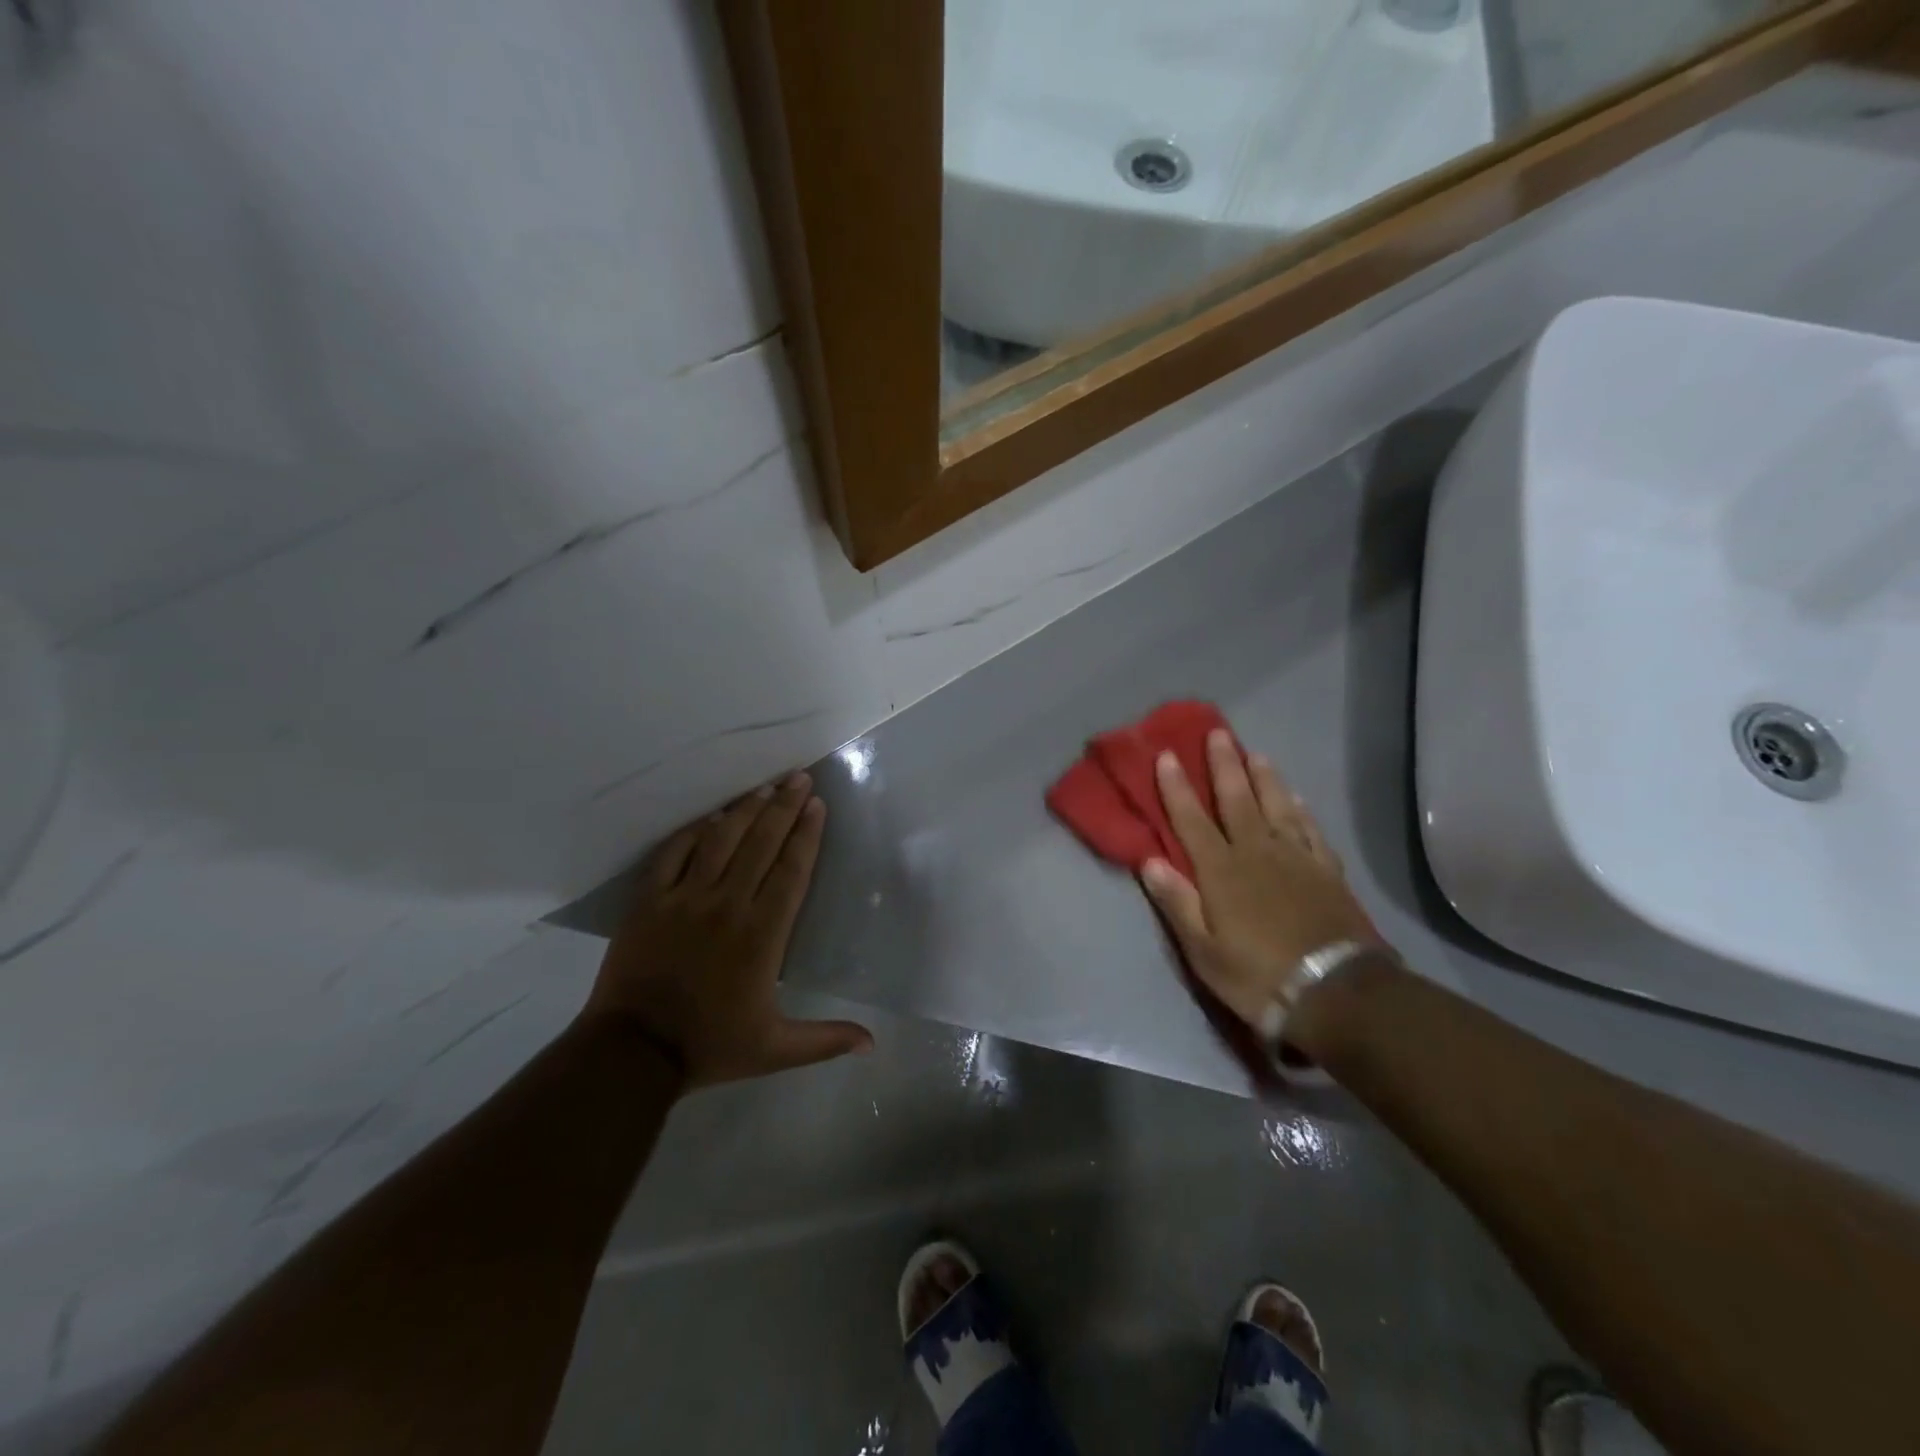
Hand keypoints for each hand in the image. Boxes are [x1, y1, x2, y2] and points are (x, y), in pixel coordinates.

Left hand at [581, 771, 871, 1087]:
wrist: (632, 1053)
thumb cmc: (710, 1046)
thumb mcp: (775, 1049)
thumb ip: (826, 1040)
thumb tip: (874, 1044)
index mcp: (762, 934)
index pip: (791, 870)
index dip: (806, 834)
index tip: (817, 805)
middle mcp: (727, 905)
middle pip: (761, 844)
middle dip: (783, 807)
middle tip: (799, 778)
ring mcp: (684, 899)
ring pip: (720, 841)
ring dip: (744, 811)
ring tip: (764, 788)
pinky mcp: (649, 901)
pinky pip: (673, 854)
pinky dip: (693, 832)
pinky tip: (709, 817)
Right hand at [1139, 730, 1384, 1033]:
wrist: (1336, 992)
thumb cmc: (1257, 975)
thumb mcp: (1203, 951)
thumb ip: (1177, 902)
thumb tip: (1149, 860)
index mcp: (1221, 872)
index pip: (1191, 820)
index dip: (1177, 787)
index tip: (1167, 755)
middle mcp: (1256, 853)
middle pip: (1237, 800)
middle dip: (1223, 765)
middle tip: (1217, 733)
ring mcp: (1296, 859)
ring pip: (1276, 806)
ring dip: (1263, 778)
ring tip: (1255, 753)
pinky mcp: (1327, 871)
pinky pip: (1310, 830)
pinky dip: (1301, 810)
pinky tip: (1297, 798)